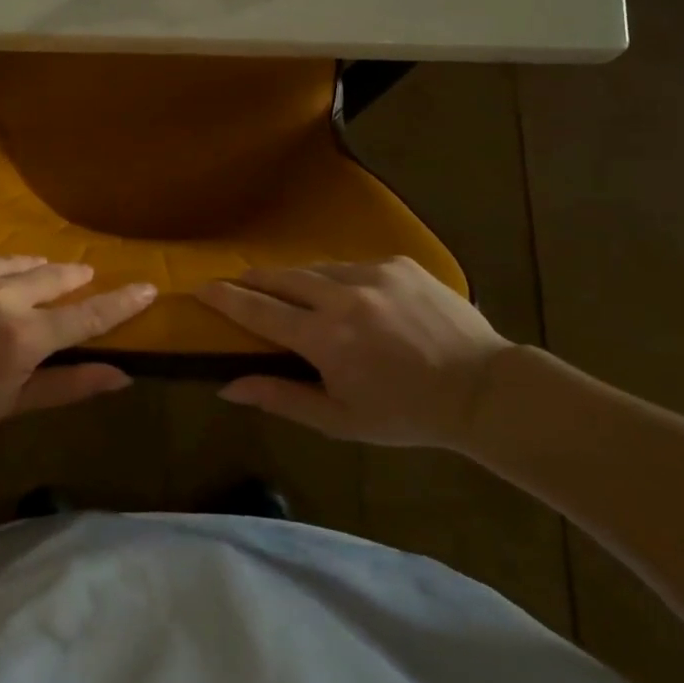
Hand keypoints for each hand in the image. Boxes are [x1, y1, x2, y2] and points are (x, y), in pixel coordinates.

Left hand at [0, 252, 155, 448]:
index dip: (121, 302)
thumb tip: (123, 377)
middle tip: (81, 278)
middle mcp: (3, 294)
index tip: (147, 286)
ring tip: (26, 287)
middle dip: (73, 278)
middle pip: (57, 275)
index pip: (88, 315)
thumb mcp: (13, 404)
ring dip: (31, 273)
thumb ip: (70, 386)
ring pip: (19, 262)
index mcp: (25, 337)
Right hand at [199, 257, 518, 450]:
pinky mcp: (399, 263)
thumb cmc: (406, 413)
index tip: (200, 287)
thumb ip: (281, 398)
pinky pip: (352, 266)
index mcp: (326, 338)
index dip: (225, 298)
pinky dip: (338, 280)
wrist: (483, 388)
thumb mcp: (340, 419)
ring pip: (316, 269)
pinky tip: (348, 298)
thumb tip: (227, 386)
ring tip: (289, 292)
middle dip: (253, 280)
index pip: (259, 310)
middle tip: (236, 283)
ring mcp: (373, 273)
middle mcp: (343, 296)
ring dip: (295, 280)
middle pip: (281, 278)